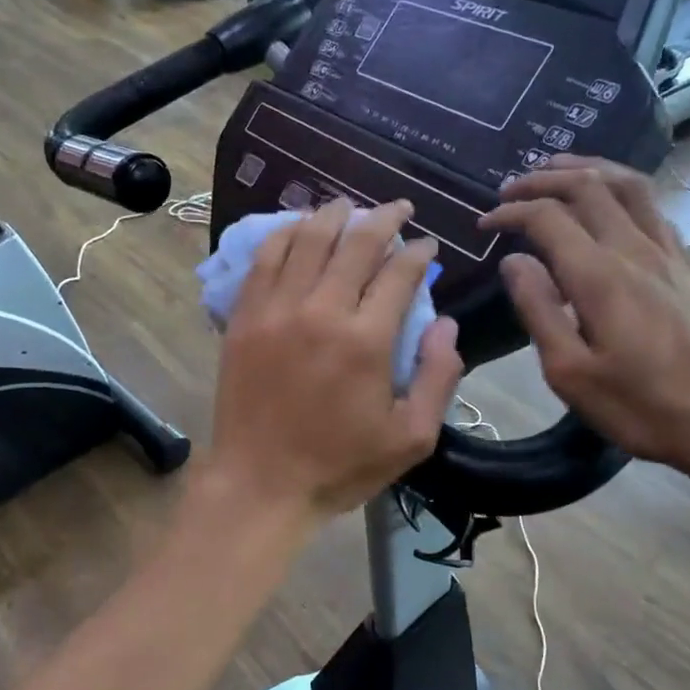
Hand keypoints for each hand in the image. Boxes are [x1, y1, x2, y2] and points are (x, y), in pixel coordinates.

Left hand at [204, 198, 462, 522]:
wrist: (260, 484)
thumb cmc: (340, 466)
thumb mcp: (411, 438)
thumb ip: (439, 377)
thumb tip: (445, 322)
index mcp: (366, 341)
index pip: (399, 273)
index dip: (418, 252)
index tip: (427, 245)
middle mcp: (321, 311)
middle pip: (355, 243)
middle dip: (384, 218)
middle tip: (399, 207)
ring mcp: (275, 310)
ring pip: (306, 240)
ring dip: (332, 215)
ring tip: (349, 206)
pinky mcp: (244, 318)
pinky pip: (264, 260)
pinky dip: (283, 234)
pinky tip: (297, 227)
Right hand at [481, 157, 689, 477]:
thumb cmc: (642, 407)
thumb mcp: (570, 373)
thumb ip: (539, 310)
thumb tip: (514, 261)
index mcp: (600, 276)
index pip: (547, 217)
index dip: (510, 212)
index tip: (484, 224)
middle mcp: (636, 250)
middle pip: (588, 186)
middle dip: (542, 179)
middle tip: (510, 189)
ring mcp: (670, 253)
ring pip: (628, 185)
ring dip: (587, 169)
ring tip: (558, 168)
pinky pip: (654, 207)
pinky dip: (622, 190)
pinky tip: (611, 205)